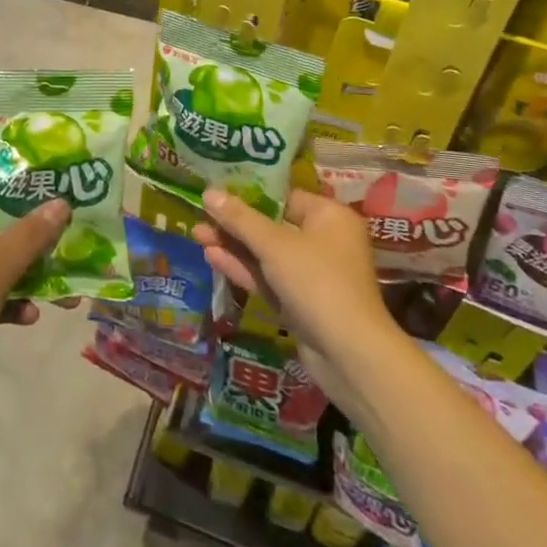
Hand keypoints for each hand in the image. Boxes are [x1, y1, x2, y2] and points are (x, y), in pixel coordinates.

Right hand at [192, 187, 402, 412]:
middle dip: (235, 223)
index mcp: (329, 217)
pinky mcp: (301, 302)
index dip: (249, 194)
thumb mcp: (274, 246)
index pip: (284, 196)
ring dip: (234, 246)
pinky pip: (269, 277)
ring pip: (267, 253)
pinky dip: (244, 268)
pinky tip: (212, 257)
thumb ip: (240, 219)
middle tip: (200, 214)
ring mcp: (313, 274)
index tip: (217, 191)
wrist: (349, 355)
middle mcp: (324, 241)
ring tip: (197, 233)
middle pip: (272, 225)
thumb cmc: (317, 283)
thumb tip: (209, 192)